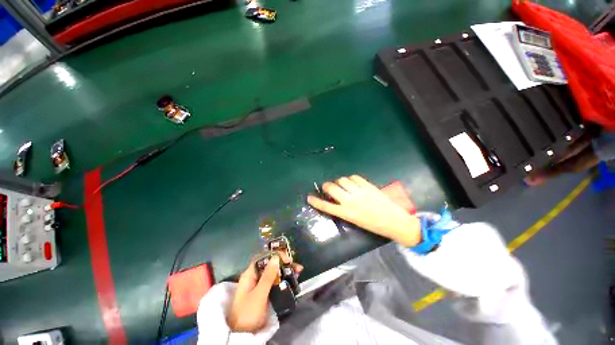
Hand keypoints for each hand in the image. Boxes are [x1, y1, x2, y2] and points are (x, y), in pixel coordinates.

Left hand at [228, 255, 302, 332]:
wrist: (242, 335)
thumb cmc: (248, 313)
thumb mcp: (259, 294)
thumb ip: (268, 276)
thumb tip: (276, 257)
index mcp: (250, 274)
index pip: (263, 258)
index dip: (275, 255)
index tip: (287, 259)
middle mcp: (255, 277)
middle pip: (270, 264)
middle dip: (284, 263)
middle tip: (296, 267)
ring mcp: (259, 285)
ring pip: (274, 273)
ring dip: (286, 270)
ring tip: (298, 271)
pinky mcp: (264, 293)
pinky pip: (275, 282)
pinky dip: (284, 279)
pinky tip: (293, 279)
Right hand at [307, 175, 420, 246]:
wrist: (394, 221)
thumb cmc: (374, 225)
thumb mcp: (355, 220)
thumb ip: (344, 210)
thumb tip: (337, 200)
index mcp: (346, 213)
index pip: (326, 206)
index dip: (316, 201)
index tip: (309, 197)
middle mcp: (350, 201)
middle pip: (332, 188)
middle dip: (326, 186)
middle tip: (327, 186)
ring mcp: (359, 192)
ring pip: (342, 180)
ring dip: (339, 181)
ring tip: (342, 184)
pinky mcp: (367, 186)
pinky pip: (355, 177)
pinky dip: (351, 178)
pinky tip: (352, 181)